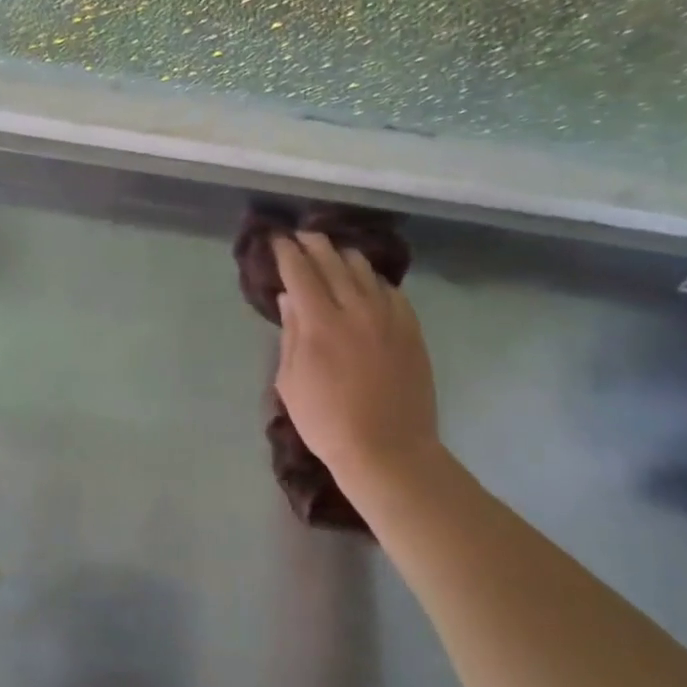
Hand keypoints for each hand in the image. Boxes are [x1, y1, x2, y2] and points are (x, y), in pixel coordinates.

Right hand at [273, 233, 439, 486]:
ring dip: (342, 255)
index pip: (300, 271)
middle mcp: (355, 308)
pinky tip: (365, 285)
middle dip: (313, 244)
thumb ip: (291, 333)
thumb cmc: (327, 422)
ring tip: (331, 254)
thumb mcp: (290, 382)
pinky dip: (372, 280)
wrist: (388, 450)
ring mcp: (388, 316)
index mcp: (320, 323)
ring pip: (364, 269)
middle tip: (301, 237)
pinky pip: (390, 290)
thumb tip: (289, 298)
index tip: (276, 239)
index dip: (286, 251)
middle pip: (332, 260)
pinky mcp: (411, 328)